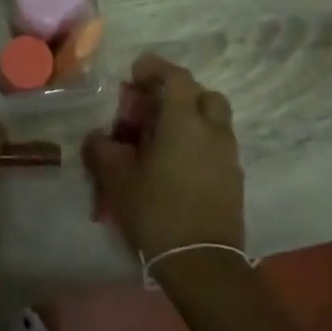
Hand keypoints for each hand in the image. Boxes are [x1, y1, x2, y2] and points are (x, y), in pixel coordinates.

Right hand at [82, 53, 244, 259]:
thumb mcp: (117, 180)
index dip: (156, 69)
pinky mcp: (234, 179)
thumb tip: (97, 138)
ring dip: (191, 118)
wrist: (202, 261)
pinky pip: (217, 146)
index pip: (177, 78)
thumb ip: (103, 151)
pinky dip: (199, 142)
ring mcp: (228, 155)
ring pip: (214, 121)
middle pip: (203, 95)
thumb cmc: (156, 211)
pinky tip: (176, 164)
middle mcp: (213, 131)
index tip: (136, 72)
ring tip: (162, 137)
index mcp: (184, 122)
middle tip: (151, 107)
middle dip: (178, 93)